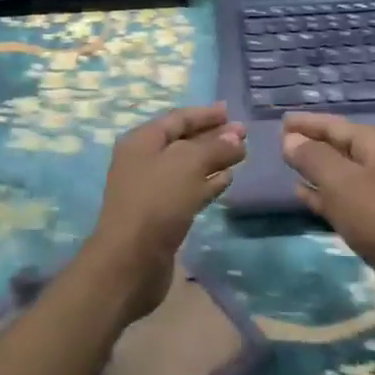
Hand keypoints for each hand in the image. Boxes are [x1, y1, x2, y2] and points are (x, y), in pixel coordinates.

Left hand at [86, 103, 244, 322]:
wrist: (130, 261)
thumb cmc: (157, 201)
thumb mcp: (189, 164)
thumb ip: (215, 147)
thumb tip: (236, 137)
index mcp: (142, 141)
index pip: (178, 118)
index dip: (205, 114)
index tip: (231, 112)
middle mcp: (144, 161)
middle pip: (183, 141)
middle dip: (213, 136)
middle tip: (243, 135)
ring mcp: (152, 189)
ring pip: (188, 167)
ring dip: (213, 159)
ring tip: (241, 155)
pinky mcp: (162, 215)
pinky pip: (189, 190)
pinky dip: (208, 182)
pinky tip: (227, 180)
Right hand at [281, 112, 374, 312]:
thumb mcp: (339, 181)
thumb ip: (312, 157)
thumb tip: (290, 139)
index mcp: (374, 143)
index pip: (333, 125)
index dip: (306, 123)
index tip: (281, 121)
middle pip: (336, 145)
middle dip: (309, 142)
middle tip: (280, 141)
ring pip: (337, 171)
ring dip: (313, 167)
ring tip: (287, 164)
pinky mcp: (371, 214)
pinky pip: (340, 194)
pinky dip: (320, 191)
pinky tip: (300, 192)